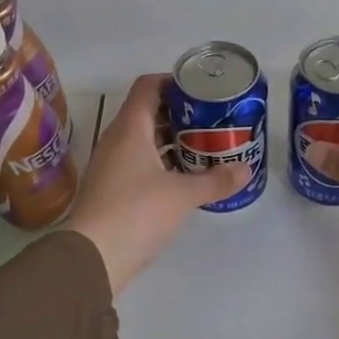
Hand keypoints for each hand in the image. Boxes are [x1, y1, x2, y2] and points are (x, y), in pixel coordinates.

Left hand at [66, 74, 250, 294]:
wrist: (93, 257)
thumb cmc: (137, 212)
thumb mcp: (183, 195)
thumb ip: (215, 181)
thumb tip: (245, 171)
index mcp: (130, 129)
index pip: (148, 86)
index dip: (174, 82)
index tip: (201, 91)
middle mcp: (116, 140)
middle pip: (148, 112)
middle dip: (180, 114)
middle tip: (211, 121)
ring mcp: (111, 165)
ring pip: (143, 140)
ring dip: (171, 140)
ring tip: (203, 147)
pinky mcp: (111, 188)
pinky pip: (138, 163)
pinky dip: (161, 162)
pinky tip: (183, 176)